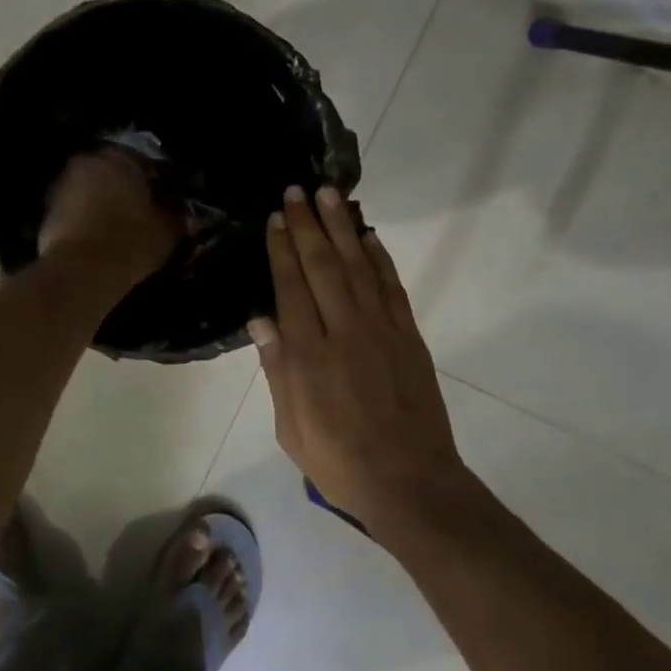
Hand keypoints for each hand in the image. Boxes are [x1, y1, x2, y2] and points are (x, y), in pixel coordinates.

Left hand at [38, 150, 180, 284]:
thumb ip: (177, 215)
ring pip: (91, 193)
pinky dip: (87, 223)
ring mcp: (61, 187)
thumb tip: (181, 211)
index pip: (145, 161)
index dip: (158, 181)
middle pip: (113, 174)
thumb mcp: (168, 230)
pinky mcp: (46, 214)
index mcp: (119, 158)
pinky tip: (101, 242)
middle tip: (143, 214)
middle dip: (126, 191)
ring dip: (104, 206)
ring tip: (121, 230)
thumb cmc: (131, 242)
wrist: (81, 274)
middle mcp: (86, 163)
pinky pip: (75, 214)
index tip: (167, 200)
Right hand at [249, 185, 469, 535]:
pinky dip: (379, 257)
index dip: (282, 249)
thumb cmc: (340, 461)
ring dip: (343, 228)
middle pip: (322, 266)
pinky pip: (391, 286)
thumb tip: (260, 318)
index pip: (292, 287)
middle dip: (307, 225)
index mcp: (309, 355)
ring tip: (330, 195)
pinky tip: (368, 237)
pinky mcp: (409, 335)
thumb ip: (277, 370)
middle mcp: (344, 331)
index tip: (276, 219)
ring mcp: (381, 329)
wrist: (410, 480)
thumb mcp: (292, 428)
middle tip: (296, 191)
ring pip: (358, 266)